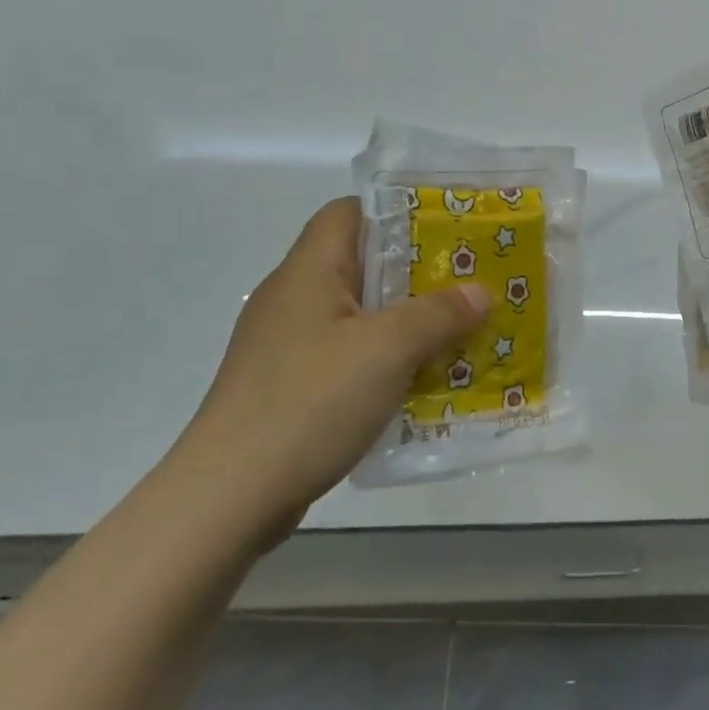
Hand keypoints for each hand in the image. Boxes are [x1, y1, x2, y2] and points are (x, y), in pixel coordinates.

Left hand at [162, 198, 489, 552]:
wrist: (228, 497)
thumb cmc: (311, 401)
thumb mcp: (389, 349)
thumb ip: (439, 314)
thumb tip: (480, 293)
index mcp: (308, 270)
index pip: (349, 211)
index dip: (396, 213)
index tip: (445, 231)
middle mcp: (293, 298)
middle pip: (360, 264)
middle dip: (416, 273)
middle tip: (467, 284)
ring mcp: (287, 345)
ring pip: (358, 315)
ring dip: (404, 322)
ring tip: (455, 332)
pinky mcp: (288, 386)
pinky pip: (347, 356)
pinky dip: (383, 361)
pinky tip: (417, 382)